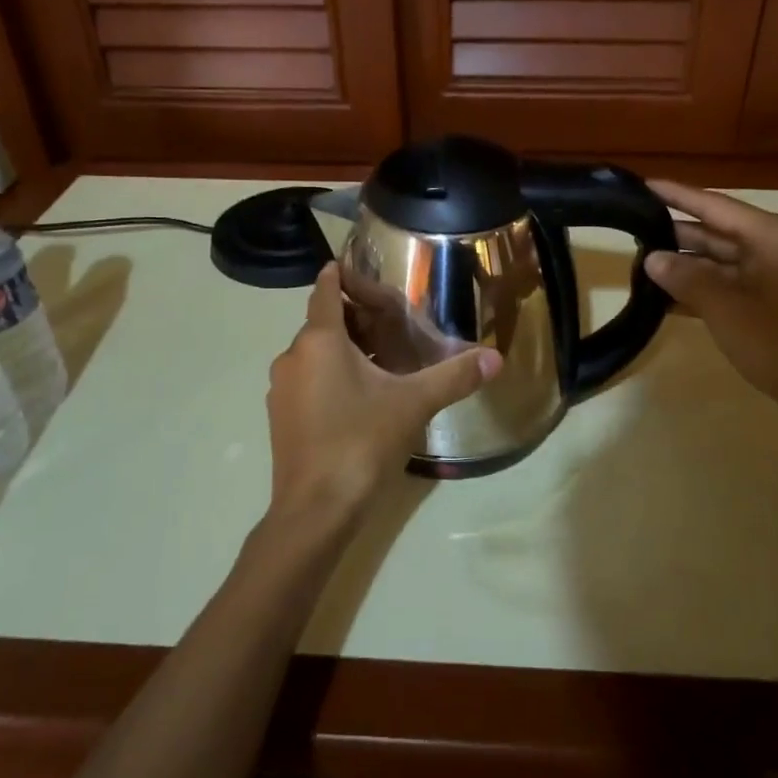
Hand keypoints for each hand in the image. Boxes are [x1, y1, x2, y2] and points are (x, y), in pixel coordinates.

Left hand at [265, 264, 501, 529]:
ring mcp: (282, 389)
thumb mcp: (413, 404)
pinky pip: (307, 380)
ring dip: (343, 349)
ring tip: (382, 359)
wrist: (316, 509)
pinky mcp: (281, 418)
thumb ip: (454, 377)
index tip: (359, 267)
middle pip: (323, 322)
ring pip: (314, 353)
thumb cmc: (361, 442)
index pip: (327, 290)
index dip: (342, 275)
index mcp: (319, 340)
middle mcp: (293, 357)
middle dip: (355, 318)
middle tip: (391, 322)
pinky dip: (330, 375)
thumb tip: (496, 358)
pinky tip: (360, 397)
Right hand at [644, 181, 777, 433]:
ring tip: (636, 264)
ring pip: (716, 260)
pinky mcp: (767, 299)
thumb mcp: (727, 309)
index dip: (676, 195)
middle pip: (713, 231)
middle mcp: (771, 246)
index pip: (713, 205)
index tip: (641, 185)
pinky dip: (697, 289)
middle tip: (628, 230)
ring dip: (681, 265)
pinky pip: (725, 284)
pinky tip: (661, 298)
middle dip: (673, 234)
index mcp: (770, 235)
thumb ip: (687, 279)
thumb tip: (652, 258)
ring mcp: (771, 273)